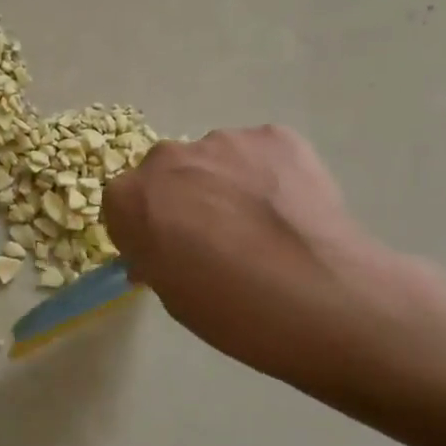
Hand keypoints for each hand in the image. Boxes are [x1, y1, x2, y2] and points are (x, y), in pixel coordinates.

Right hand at [101, 126, 423, 388]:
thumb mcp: (172, 295)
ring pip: (215, 159)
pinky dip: (269, 173)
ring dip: (226, 183)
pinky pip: (260, 152)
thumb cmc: (231, 310)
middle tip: (217, 237)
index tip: (169, 251)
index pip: (124, 204)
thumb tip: (165, 250)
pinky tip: (291, 209)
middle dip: (183, 197)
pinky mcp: (274, 136)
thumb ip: (157, 257)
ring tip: (263, 224)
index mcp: (129, 197)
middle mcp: (167, 157)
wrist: (321, 297)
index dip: (147, 228)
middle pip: (166, 173)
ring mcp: (223, 140)